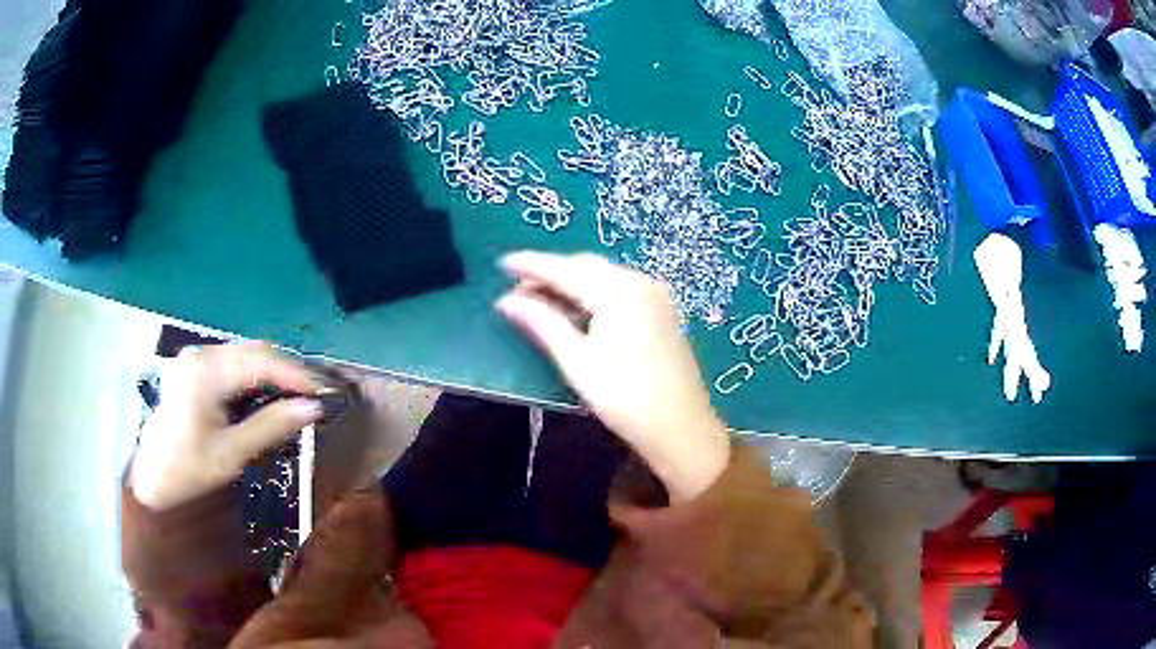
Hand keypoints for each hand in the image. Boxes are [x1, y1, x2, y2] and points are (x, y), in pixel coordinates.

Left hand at [130, 342, 323, 510]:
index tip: (324, 394)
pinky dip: (254, 376)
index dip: (296, 374)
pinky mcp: (193, 368)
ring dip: (272, 372)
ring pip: (245, 355)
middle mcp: (200, 354)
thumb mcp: (231, 454)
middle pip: (254, 351)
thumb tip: (313, 409)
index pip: (261, 360)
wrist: (150, 478)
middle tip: (315, 396)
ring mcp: (195, 358)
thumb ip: (271, 427)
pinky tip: (267, 394)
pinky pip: (232, 363)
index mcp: (206, 372)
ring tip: (297, 396)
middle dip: (287, 371)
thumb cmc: (188, 470)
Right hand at [496, 251, 729, 501]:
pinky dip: (593, 293)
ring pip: (603, 276)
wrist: (681, 428)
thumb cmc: (625, 398)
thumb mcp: (577, 361)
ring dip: (571, 284)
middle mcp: (641, 281)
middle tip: (517, 293)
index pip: (566, 269)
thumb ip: (542, 323)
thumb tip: (506, 301)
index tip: (502, 262)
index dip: (531, 265)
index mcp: (620, 291)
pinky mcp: (662, 310)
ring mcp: (656, 295)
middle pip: (586, 266)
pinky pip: (620, 289)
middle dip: (550, 274)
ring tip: (540, 302)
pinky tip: (575, 310)